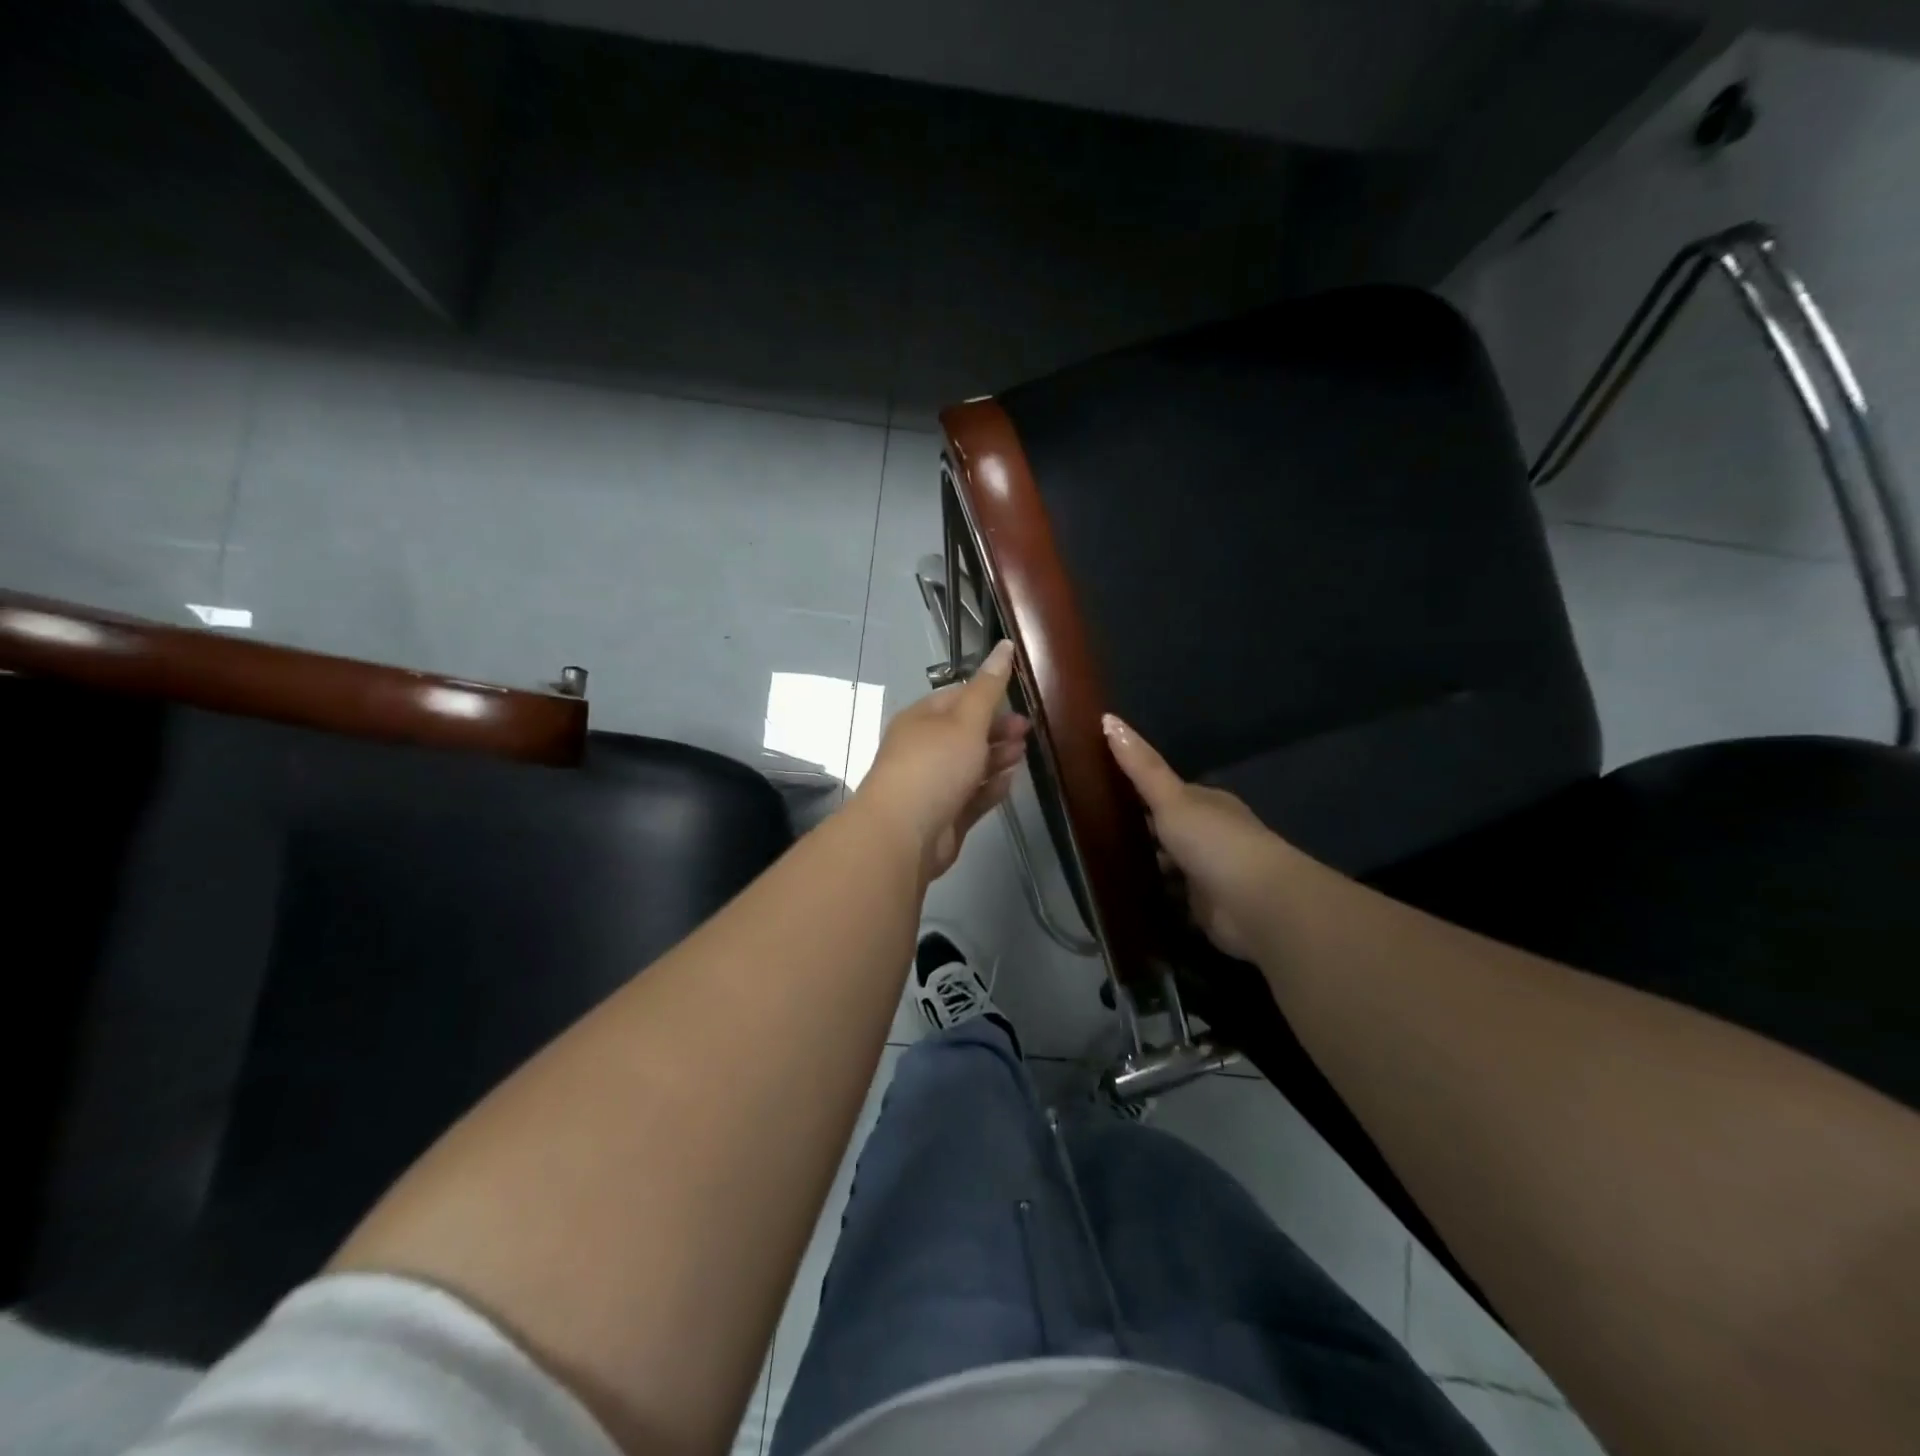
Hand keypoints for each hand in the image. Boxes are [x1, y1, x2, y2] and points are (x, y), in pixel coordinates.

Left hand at [855, 639, 1030, 881]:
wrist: (903, 833)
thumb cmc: (934, 765)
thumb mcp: (965, 719)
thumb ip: (989, 687)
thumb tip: (1004, 645)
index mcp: (921, 720)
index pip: (956, 698)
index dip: (987, 695)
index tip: (1018, 698)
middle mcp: (924, 750)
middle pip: (965, 734)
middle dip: (997, 729)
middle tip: (1028, 730)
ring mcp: (933, 785)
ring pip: (970, 766)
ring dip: (997, 757)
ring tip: (1024, 753)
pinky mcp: (944, 816)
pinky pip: (972, 797)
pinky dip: (991, 787)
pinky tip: (1010, 781)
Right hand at [1103, 714, 1296, 959]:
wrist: (1257, 903)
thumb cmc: (1214, 841)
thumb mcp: (1171, 798)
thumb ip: (1140, 766)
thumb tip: (1108, 717)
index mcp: (1207, 804)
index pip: (1169, 793)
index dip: (1138, 791)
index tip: (1101, 792)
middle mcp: (1211, 836)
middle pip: (1168, 830)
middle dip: (1139, 833)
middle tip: (1092, 834)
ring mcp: (1209, 874)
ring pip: (1170, 866)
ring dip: (1146, 868)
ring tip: (1100, 868)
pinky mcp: (1206, 909)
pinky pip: (1173, 901)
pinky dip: (1155, 900)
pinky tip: (1126, 899)